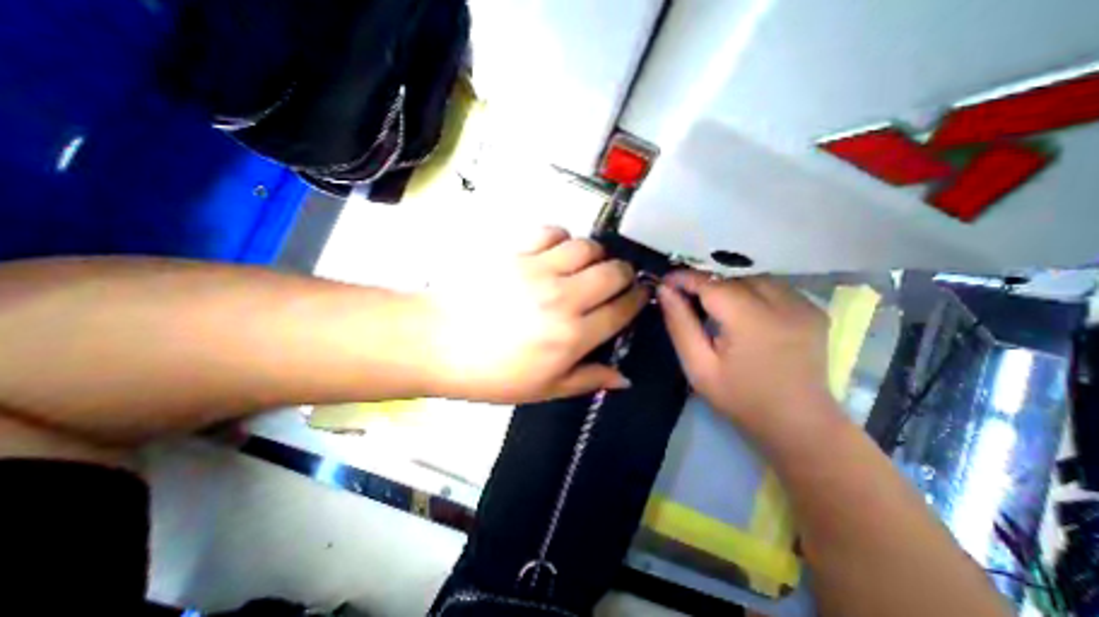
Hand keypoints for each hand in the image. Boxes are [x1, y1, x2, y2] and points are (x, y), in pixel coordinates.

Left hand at [416, 226, 644, 405]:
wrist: (437, 342)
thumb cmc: (490, 373)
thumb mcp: (543, 389)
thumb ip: (588, 379)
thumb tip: (624, 378)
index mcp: (572, 336)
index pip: (621, 309)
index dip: (637, 299)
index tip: (640, 294)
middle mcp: (563, 298)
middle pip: (612, 272)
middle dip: (623, 273)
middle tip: (617, 279)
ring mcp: (537, 270)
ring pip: (586, 246)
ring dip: (595, 254)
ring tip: (587, 264)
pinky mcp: (515, 252)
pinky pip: (551, 232)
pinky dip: (561, 238)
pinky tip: (556, 251)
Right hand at [650, 270, 843, 443]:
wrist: (799, 424)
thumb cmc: (740, 398)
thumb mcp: (698, 367)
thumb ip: (680, 325)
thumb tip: (665, 291)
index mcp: (751, 321)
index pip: (711, 283)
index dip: (685, 277)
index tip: (665, 281)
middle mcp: (783, 305)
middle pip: (733, 278)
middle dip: (706, 284)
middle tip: (687, 298)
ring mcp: (804, 306)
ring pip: (754, 278)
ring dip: (729, 286)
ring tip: (715, 306)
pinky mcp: (813, 310)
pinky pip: (774, 287)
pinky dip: (752, 291)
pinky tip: (744, 311)